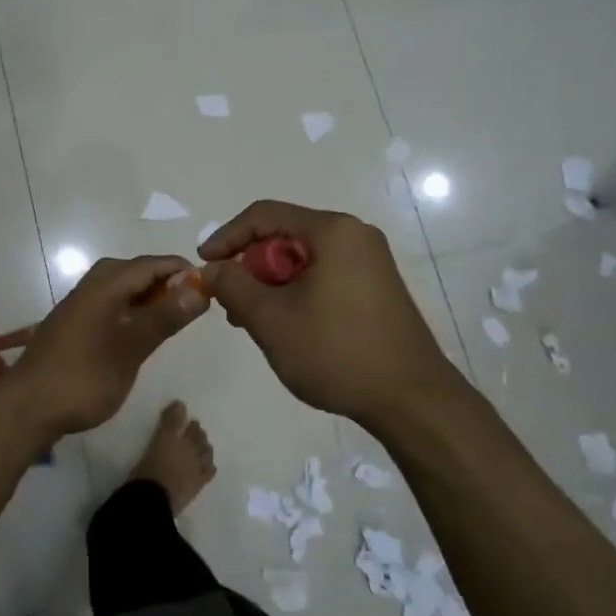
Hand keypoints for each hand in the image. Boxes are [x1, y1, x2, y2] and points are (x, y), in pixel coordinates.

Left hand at [4, 255, 207, 438]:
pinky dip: (127, 308)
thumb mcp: (131, 348)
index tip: (208, 282)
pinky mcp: (71, 326)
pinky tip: (137, 331)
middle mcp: (88, 289)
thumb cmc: (84, 377)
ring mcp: (76, 307)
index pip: (149, 264)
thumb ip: (164, 317)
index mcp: (104, 287)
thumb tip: (198, 289)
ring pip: (116, 286)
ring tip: (168, 314)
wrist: (28, 408)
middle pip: (130, 270)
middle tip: (188, 299)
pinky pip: (106, 303)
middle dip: (160, 278)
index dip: (179, 268)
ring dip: (143, 294)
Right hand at [201, 202, 460, 424]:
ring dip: (270, 284)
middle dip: (249, 266)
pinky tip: (285, 326)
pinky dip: (296, 293)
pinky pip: (323, 275)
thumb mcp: (271, 319)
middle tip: (229, 303)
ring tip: (251, 321)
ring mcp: (370, 262)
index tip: (204, 267)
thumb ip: (233, 286)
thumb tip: (213, 269)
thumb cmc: (336, 352)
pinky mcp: (376, 287)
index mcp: (333, 231)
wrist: (412, 400)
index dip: (226, 237)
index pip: (264, 215)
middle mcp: (355, 236)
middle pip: (284, 236)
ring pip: (302, 259)